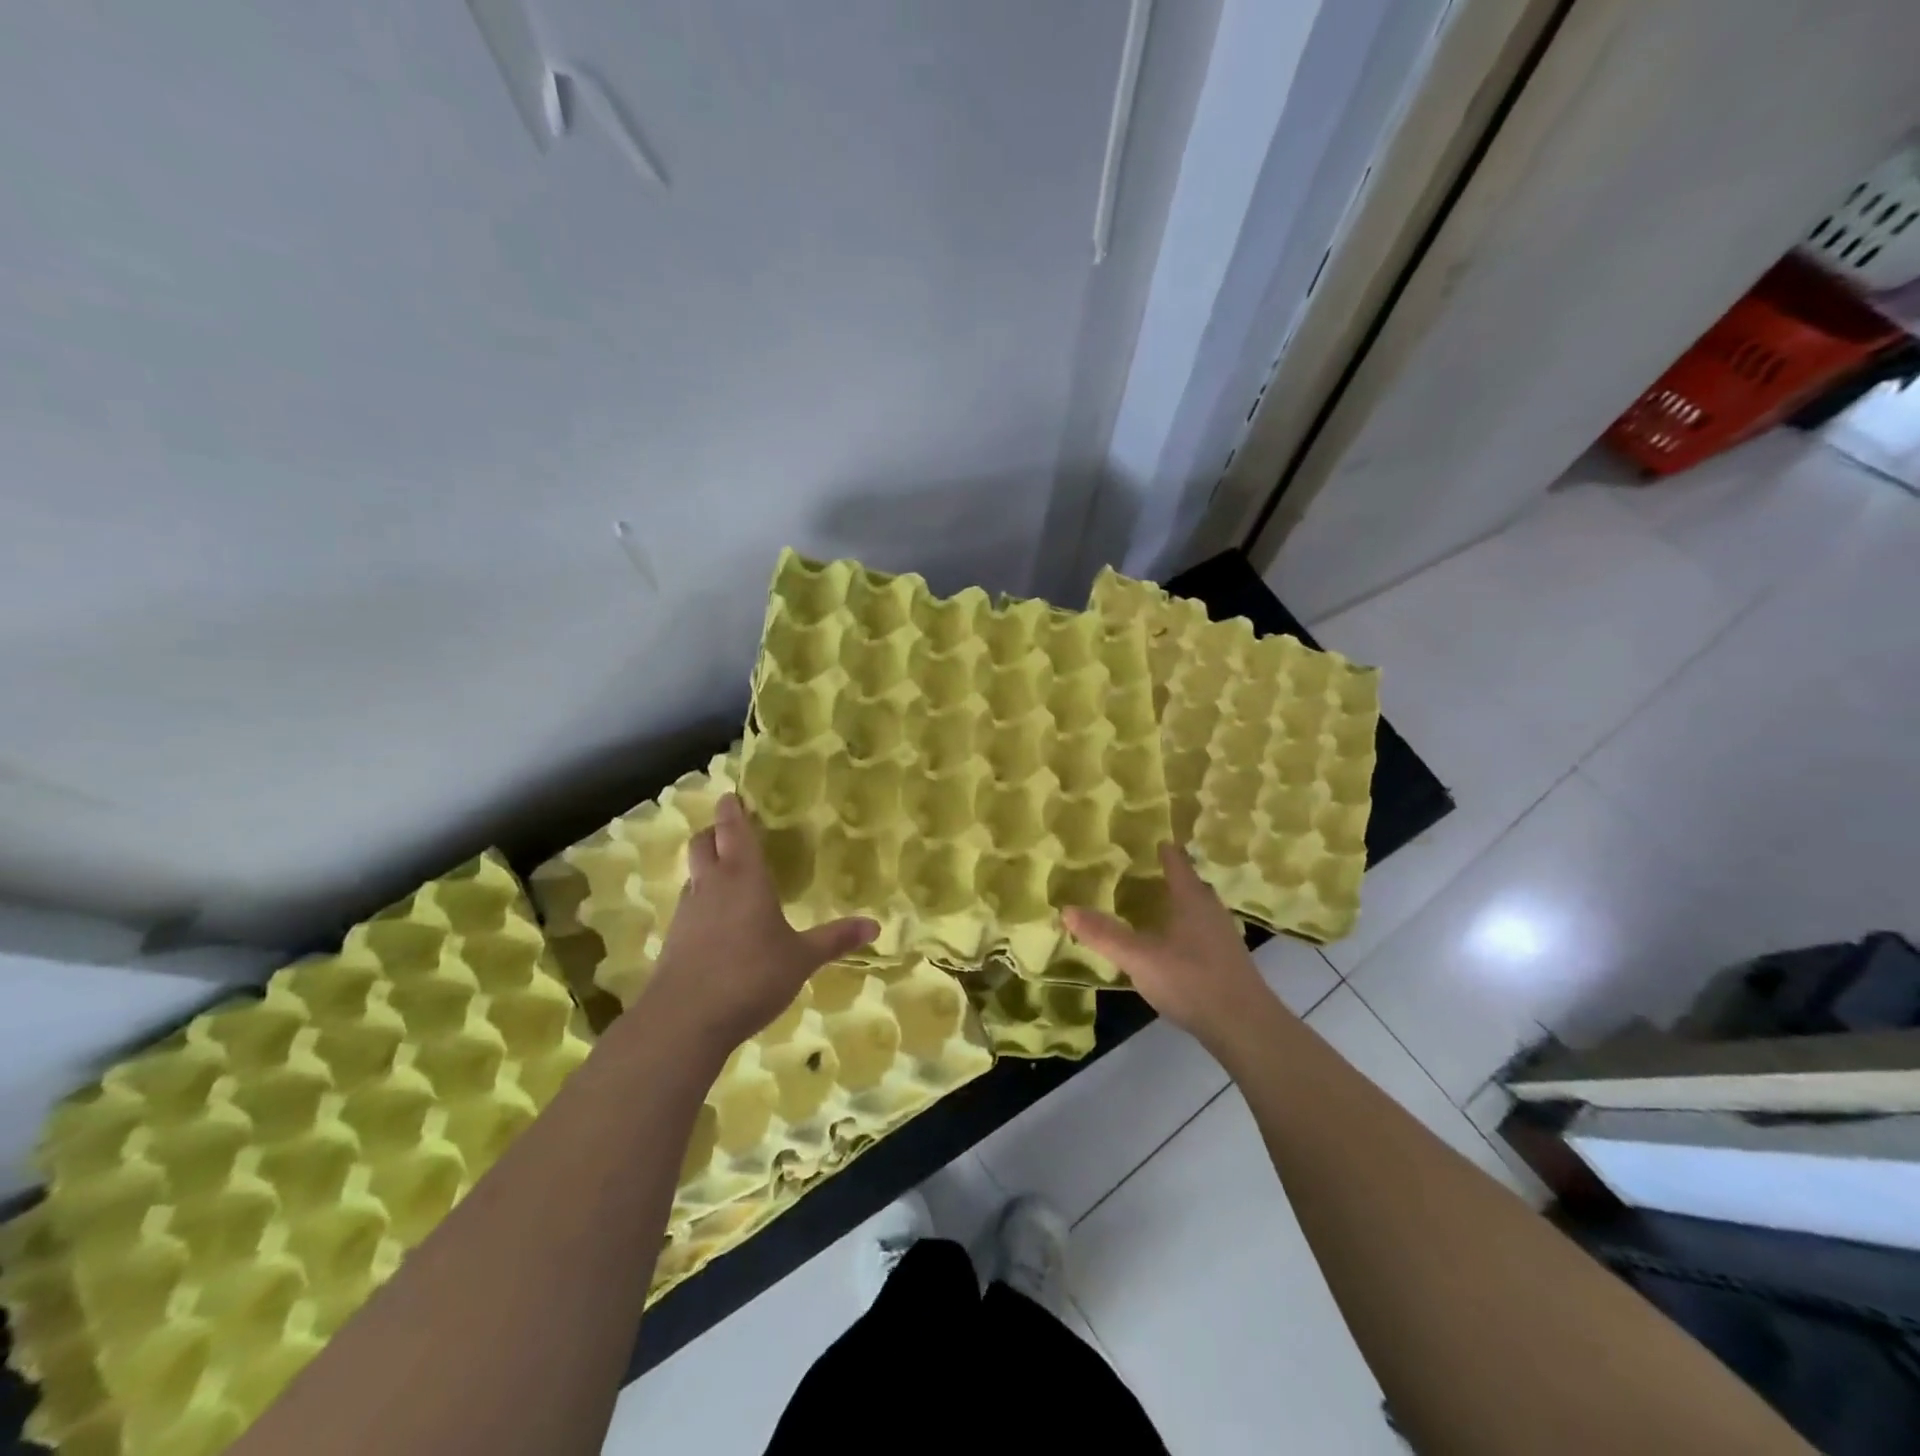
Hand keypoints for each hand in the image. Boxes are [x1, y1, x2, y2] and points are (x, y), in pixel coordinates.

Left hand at [640, 794, 877, 1054]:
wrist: (684, 1020)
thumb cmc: (751, 975)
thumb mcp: (801, 958)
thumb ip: (835, 939)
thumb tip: (875, 925)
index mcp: (744, 877)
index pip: (733, 830)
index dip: (732, 810)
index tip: (731, 796)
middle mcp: (711, 885)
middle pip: (702, 844)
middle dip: (714, 833)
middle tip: (730, 832)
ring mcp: (686, 912)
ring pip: (692, 875)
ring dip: (706, 868)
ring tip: (727, 877)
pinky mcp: (673, 940)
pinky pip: (687, 907)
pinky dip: (700, 902)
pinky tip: (716, 924)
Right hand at [1064, 843, 1276, 1046]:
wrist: (1245, 1027)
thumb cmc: (1191, 981)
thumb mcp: (1139, 958)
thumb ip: (1104, 935)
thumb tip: (1066, 909)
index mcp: (1192, 900)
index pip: (1177, 863)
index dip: (1165, 850)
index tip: (1154, 839)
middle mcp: (1211, 911)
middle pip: (1192, 885)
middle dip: (1173, 876)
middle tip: (1148, 870)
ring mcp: (1224, 938)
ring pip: (1199, 910)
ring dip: (1181, 904)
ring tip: (1157, 905)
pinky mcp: (1228, 962)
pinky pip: (1203, 933)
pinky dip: (1186, 929)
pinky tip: (1173, 945)